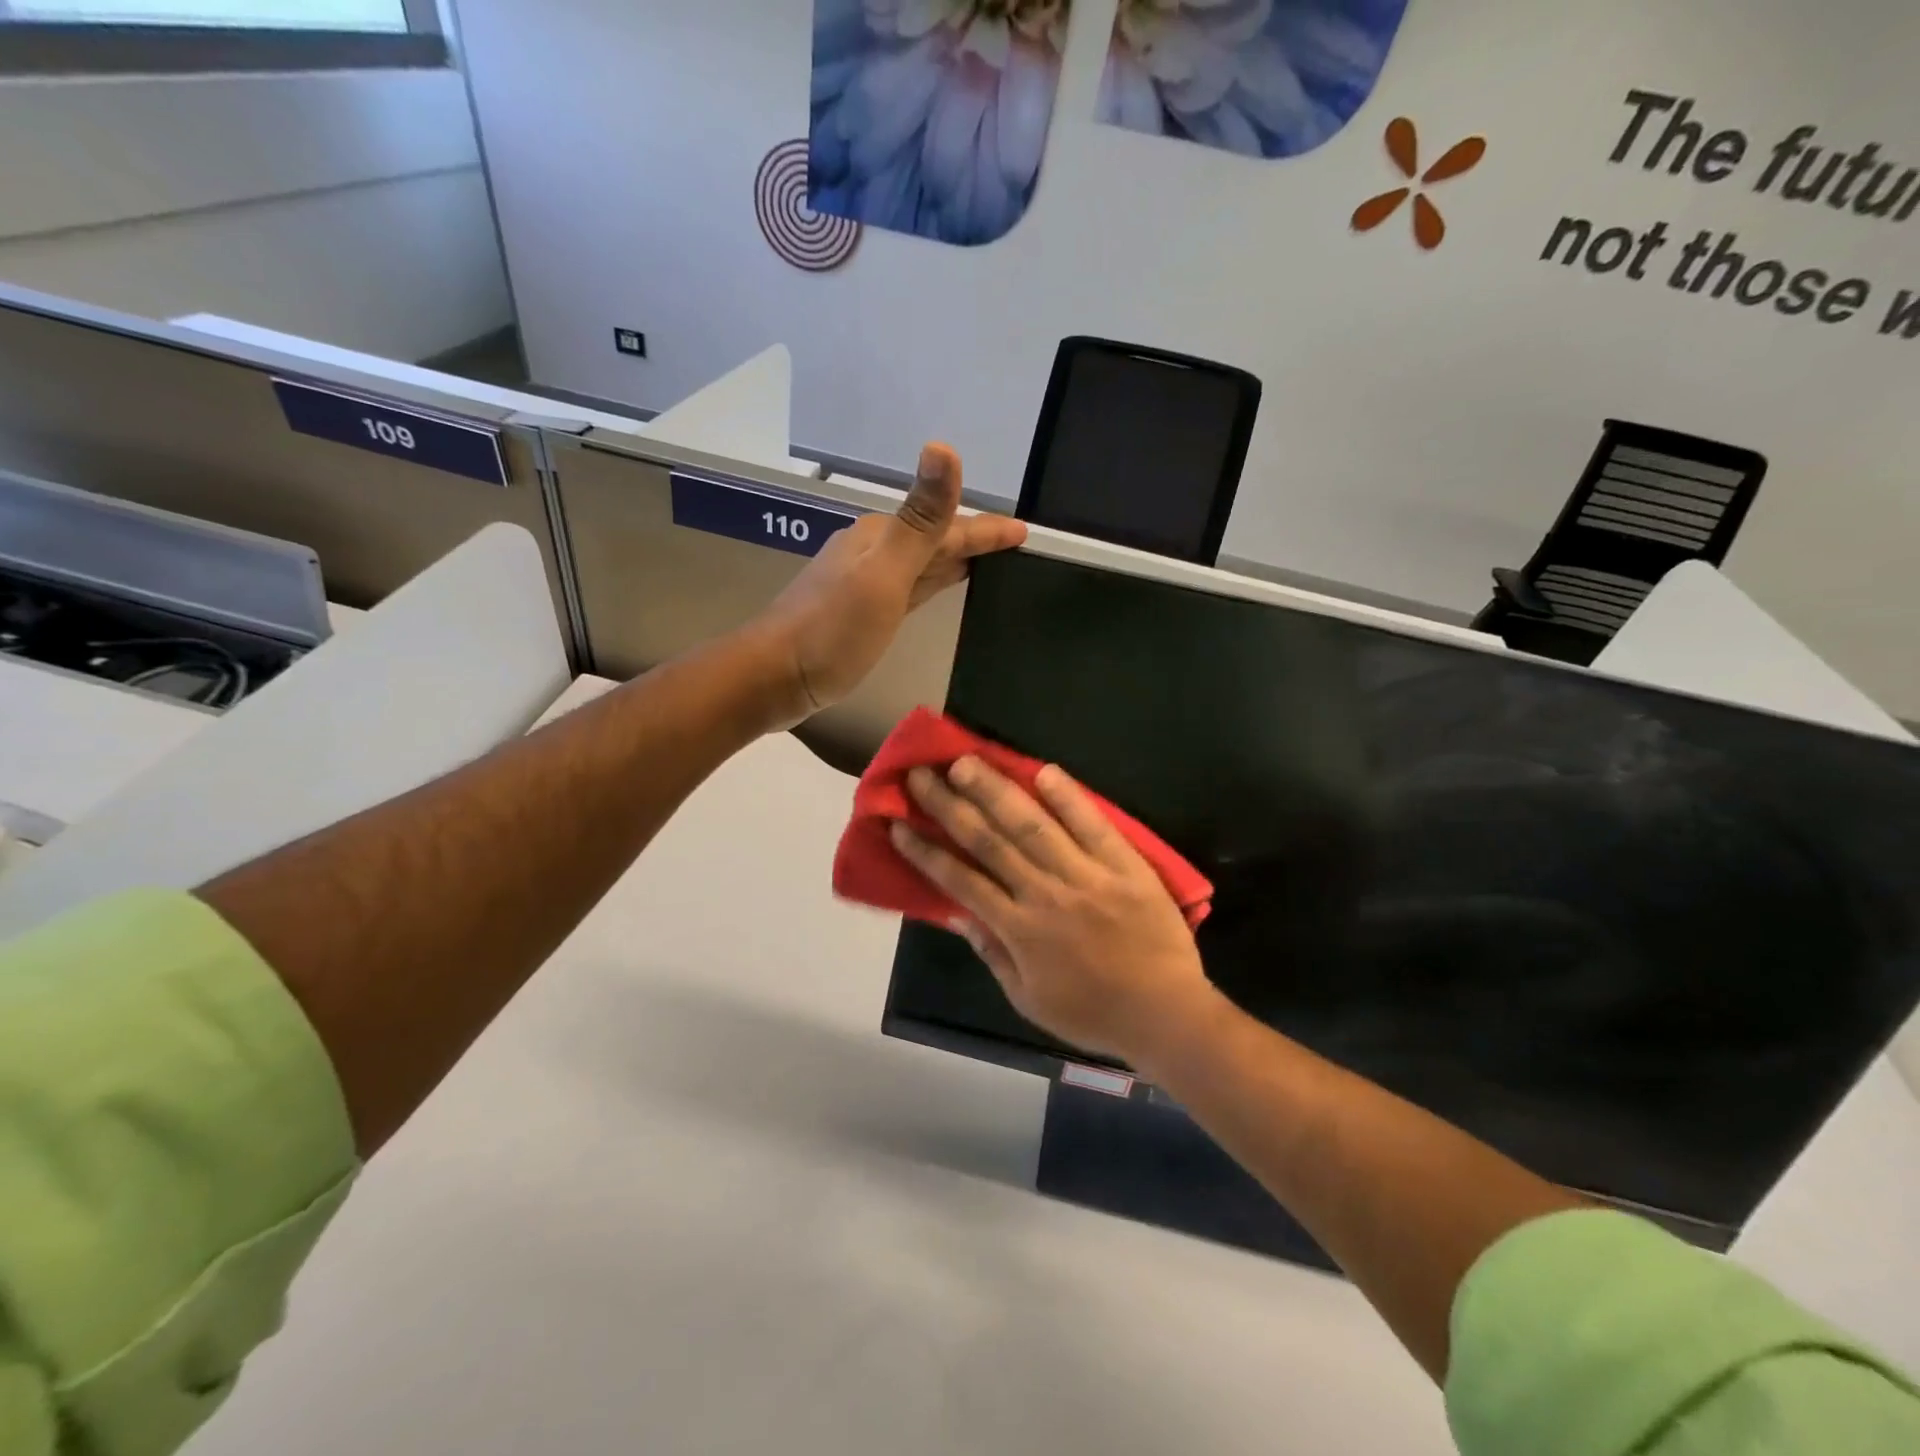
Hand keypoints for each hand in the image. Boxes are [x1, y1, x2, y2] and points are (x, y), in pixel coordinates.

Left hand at [750, 443, 1024, 727]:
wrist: (776, 675)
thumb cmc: (832, 630)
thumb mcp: (883, 574)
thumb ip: (919, 520)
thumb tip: (944, 447)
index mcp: (882, 538)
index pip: (948, 527)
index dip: (986, 529)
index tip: (1024, 532)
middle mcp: (874, 552)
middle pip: (935, 540)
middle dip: (974, 540)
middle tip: (1013, 545)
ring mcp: (866, 582)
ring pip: (923, 563)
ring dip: (954, 560)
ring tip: (988, 563)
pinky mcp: (862, 611)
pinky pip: (911, 587)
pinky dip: (933, 582)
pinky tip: (940, 587)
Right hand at [891, 757, 1220, 1066]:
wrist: (1166, 1015)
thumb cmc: (1092, 1013)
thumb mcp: (1029, 999)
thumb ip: (993, 954)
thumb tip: (957, 914)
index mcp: (1019, 930)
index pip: (961, 881)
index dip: (926, 851)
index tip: (899, 823)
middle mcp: (1046, 895)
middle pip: (989, 842)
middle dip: (950, 805)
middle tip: (922, 773)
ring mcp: (1087, 876)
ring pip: (1033, 826)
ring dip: (996, 791)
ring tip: (967, 762)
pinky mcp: (1126, 866)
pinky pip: (1094, 826)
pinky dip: (1069, 798)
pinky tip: (1044, 770)